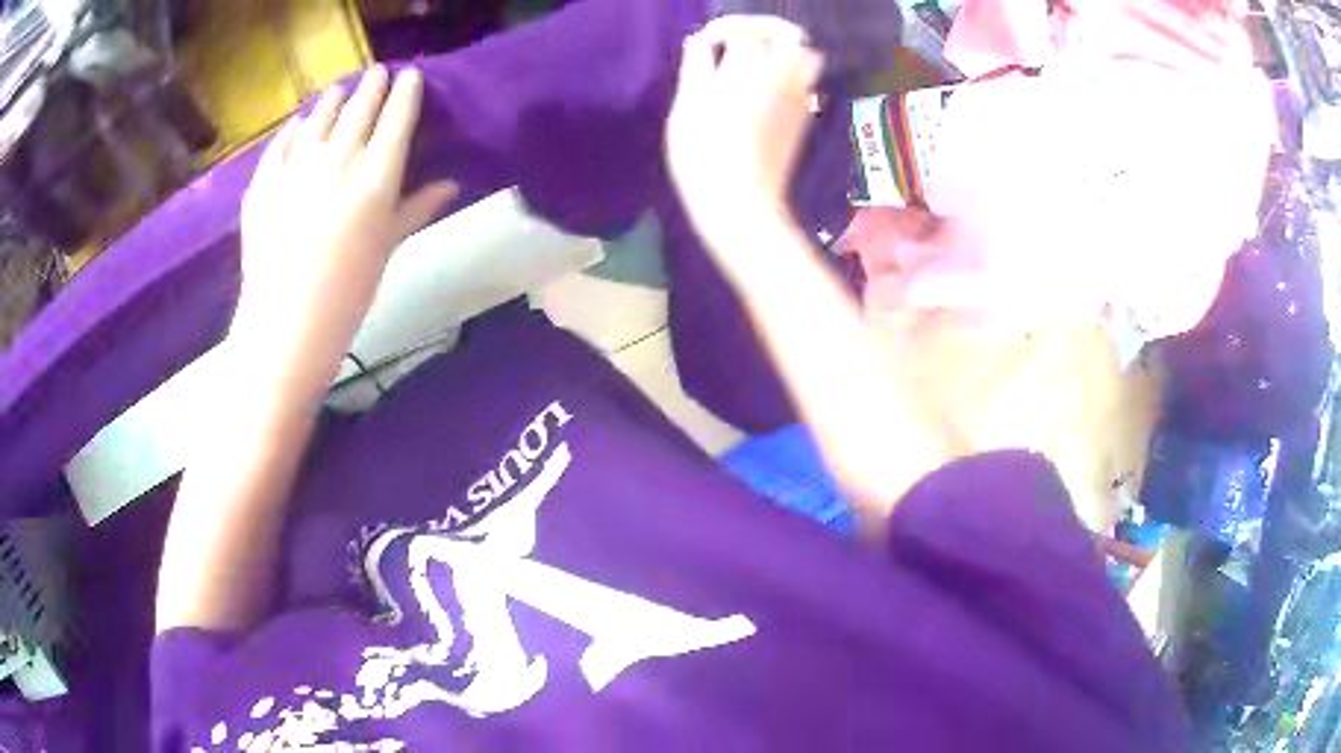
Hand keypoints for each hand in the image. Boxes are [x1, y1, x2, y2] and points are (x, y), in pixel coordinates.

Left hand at [234, 66, 455, 378]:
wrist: (286, 326)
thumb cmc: (347, 294)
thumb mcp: (387, 248)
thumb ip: (416, 208)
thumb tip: (450, 184)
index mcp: (376, 177)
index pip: (397, 118)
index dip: (406, 93)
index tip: (411, 76)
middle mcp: (338, 159)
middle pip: (360, 107)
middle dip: (373, 85)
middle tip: (379, 72)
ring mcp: (297, 166)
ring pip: (320, 116)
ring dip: (333, 98)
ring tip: (340, 89)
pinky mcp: (265, 180)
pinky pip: (281, 143)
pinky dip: (293, 128)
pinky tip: (299, 124)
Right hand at [666, 17, 823, 256]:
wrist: (741, 204)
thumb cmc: (702, 157)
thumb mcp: (686, 108)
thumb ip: (695, 67)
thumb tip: (698, 42)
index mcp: (748, 69)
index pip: (745, 30)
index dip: (723, 30)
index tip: (705, 44)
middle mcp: (782, 77)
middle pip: (790, 35)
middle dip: (764, 30)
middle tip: (739, 42)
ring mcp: (799, 98)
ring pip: (807, 57)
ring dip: (784, 51)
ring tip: (757, 64)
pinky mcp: (805, 119)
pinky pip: (807, 83)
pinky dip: (790, 75)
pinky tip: (766, 90)